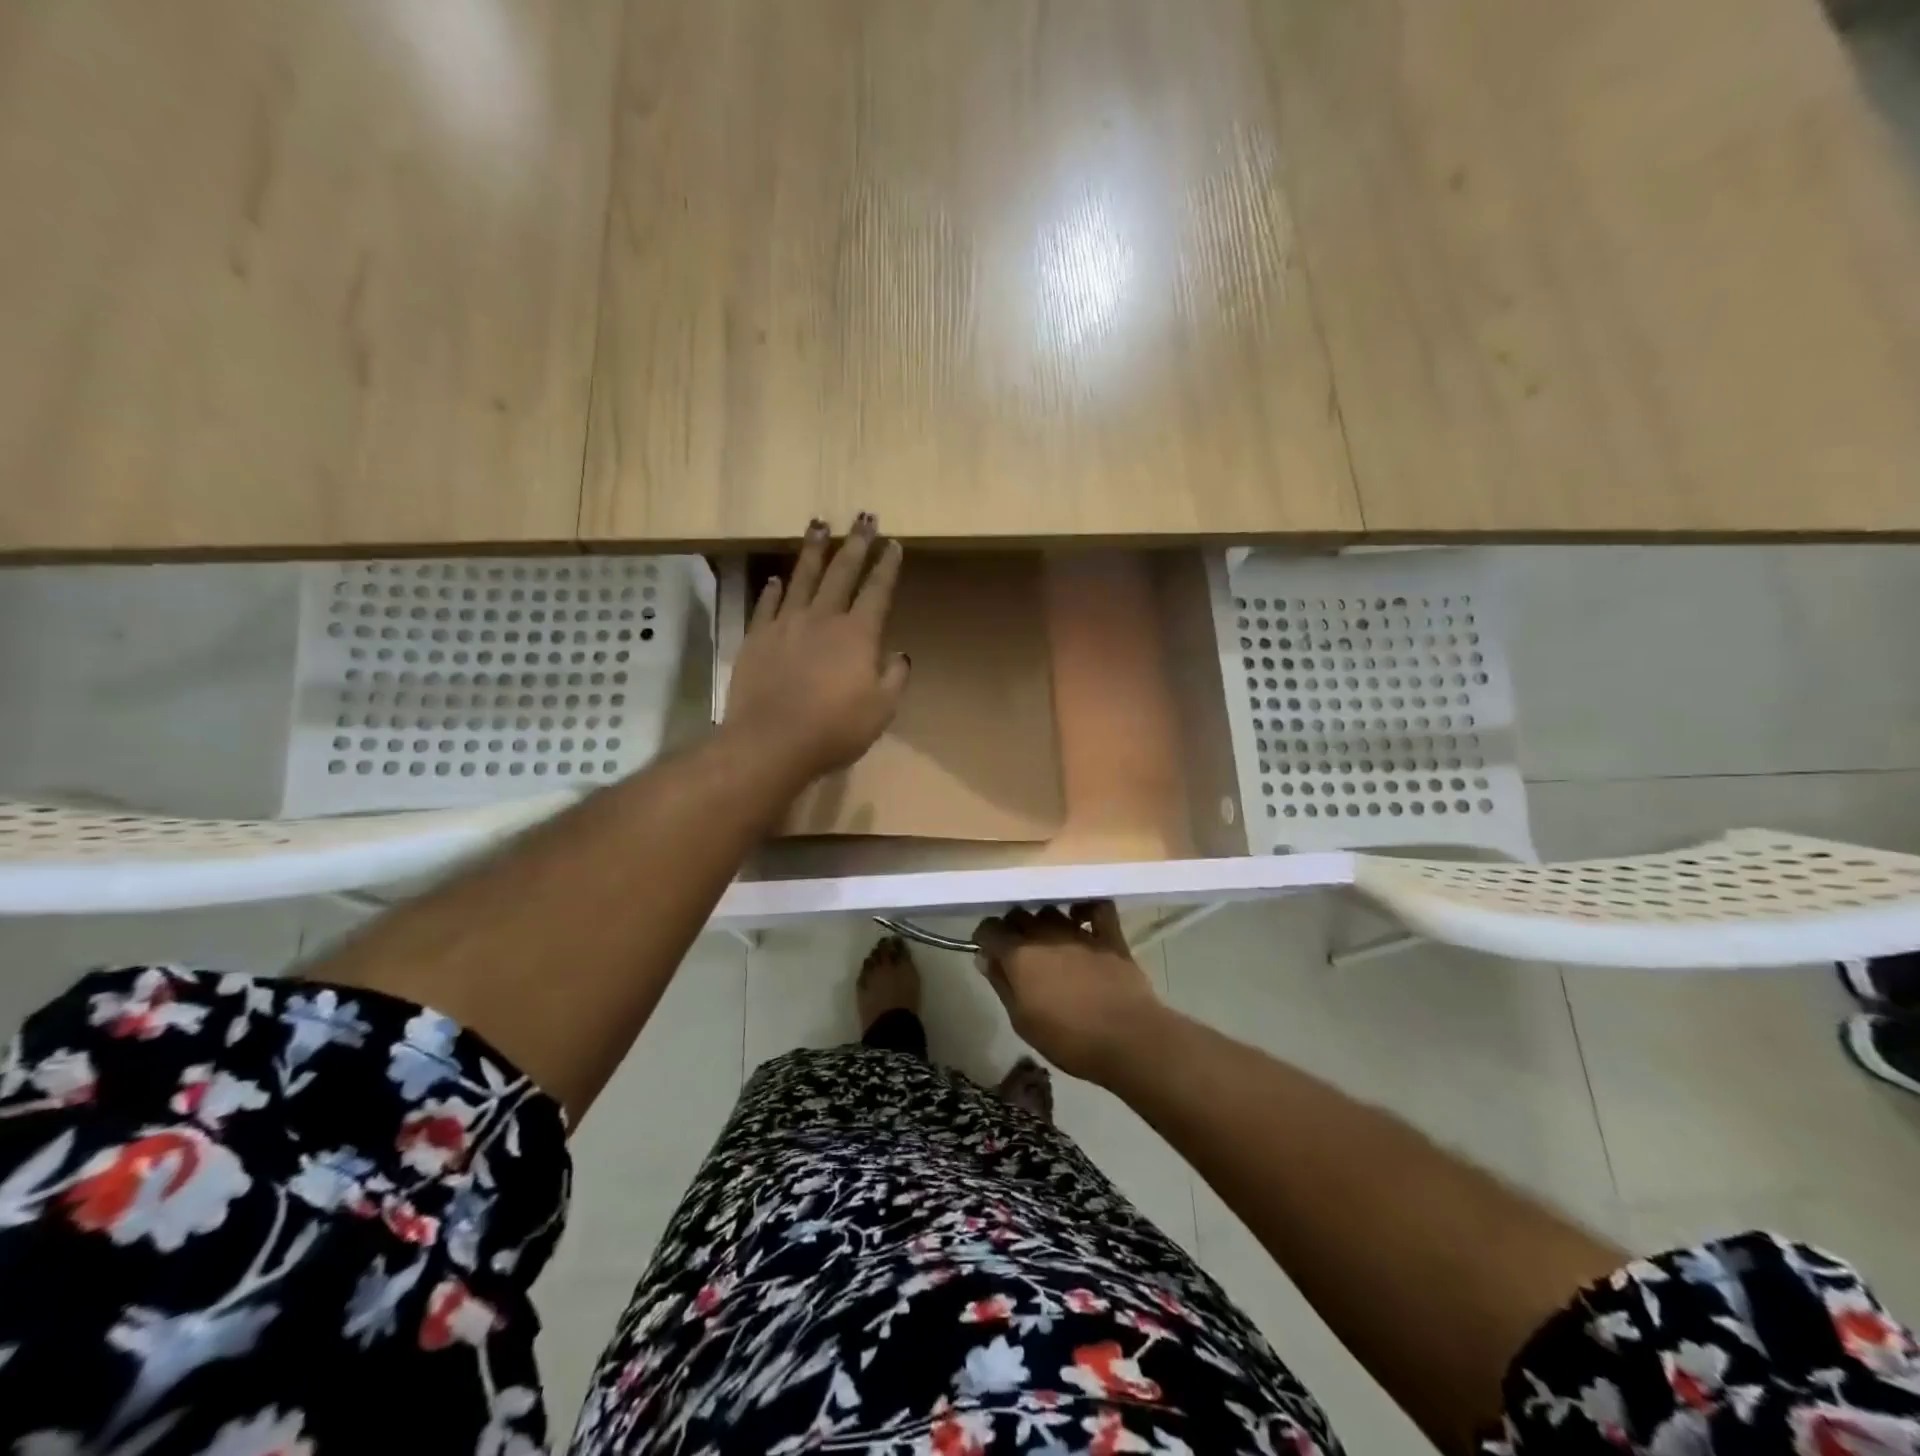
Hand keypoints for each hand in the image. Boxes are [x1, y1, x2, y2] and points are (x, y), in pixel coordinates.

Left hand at [724, 514, 910, 782]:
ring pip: (802, 577)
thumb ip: (894, 678)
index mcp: (857, 634)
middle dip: (855, 543)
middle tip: (863, 516)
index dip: (887, 566)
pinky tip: (777, 579)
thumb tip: (900, 654)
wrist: (771, 741)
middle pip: (842, 572)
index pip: (877, 591)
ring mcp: (786, 624)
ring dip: (813, 550)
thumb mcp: (881, 711)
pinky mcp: (757, 638)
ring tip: (817, 524)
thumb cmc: (834, 729)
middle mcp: (822, 618)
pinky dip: (774, 589)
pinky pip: (767, 604)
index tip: (893, 543)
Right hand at [972, 902, 1170, 1084]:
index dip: (985, 938)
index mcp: (1019, 955)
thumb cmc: (1069, 1039)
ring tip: (1047, 940)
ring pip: (1052, 910)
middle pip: (1019, 914)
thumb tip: (985, 958)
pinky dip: (1086, 909)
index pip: (989, 929)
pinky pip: (1096, 908)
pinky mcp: (1110, 935)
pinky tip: (1081, 920)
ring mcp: (1079, 932)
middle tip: (1017, 950)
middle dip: (1013, 927)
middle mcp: (1045, 934)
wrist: (1128, 1039)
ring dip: (1044, 921)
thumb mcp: (1022, 1022)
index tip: (989, 952)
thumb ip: (1002, 984)